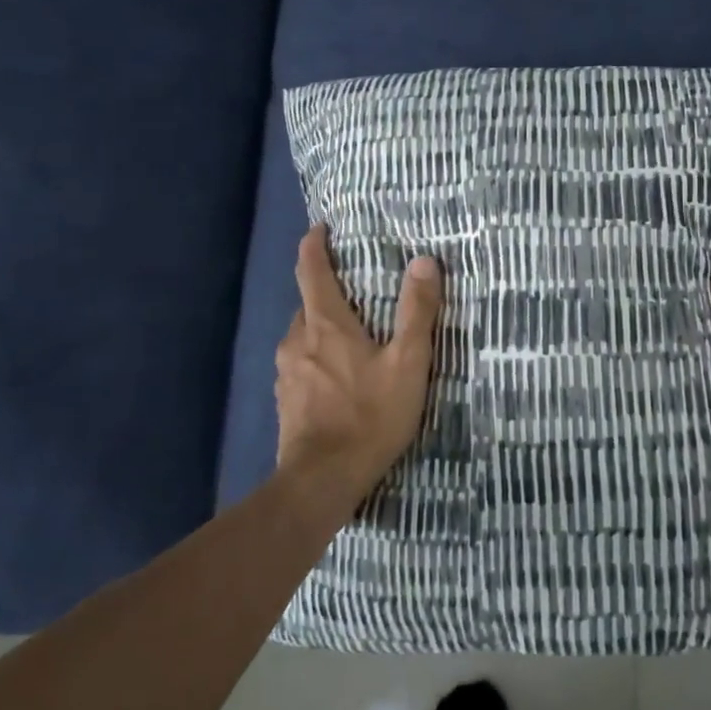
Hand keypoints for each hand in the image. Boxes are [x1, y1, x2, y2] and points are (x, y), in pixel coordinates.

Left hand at [276, 225, 443, 507]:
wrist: (323, 480)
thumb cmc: (370, 416)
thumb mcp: (408, 363)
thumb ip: (417, 312)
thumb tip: (424, 261)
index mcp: (325, 324)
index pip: (311, 270)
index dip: (313, 246)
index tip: (319, 229)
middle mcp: (297, 340)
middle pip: (308, 304)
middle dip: (327, 292)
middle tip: (356, 293)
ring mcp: (286, 373)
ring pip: (303, 336)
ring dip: (322, 329)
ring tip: (351, 338)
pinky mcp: (285, 400)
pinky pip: (301, 365)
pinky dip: (317, 359)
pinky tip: (338, 379)